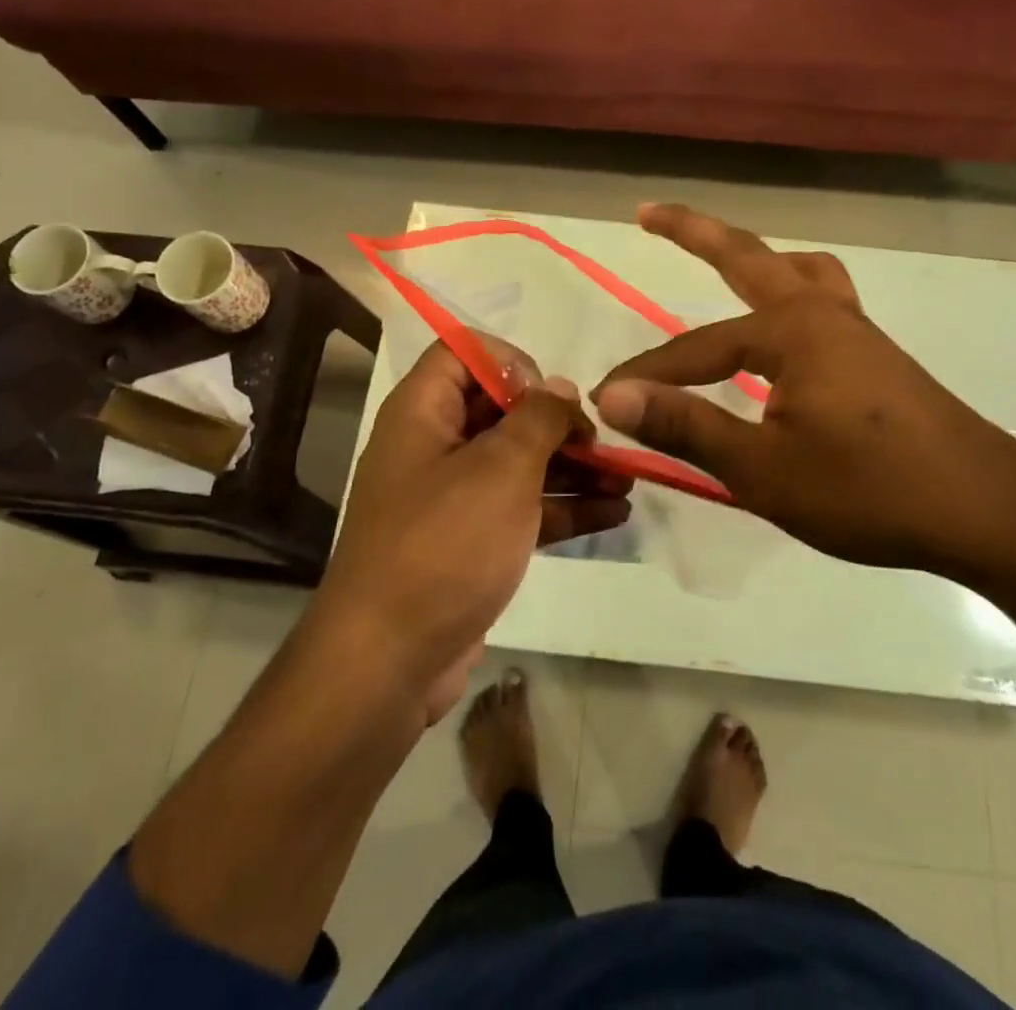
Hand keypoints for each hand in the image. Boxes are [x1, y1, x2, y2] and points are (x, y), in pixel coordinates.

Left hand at [317, 341, 630, 716]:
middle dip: (557, 423)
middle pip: (500, 411)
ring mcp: (450, 499)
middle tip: (603, 443)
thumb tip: (559, 389)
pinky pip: (520, 510)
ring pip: (517, 464)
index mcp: (422, 413)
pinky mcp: (468, 544)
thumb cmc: (444, 544)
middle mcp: (432, 447)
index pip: (463, 353)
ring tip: (626, 479)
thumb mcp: (500, 469)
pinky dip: (561, 508)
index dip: (511, 364)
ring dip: (571, 467)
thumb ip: (538, 419)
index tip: (550, 398)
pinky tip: (614, 513)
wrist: (388, 662)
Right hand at [593, 204, 1015, 588]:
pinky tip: (784, 331)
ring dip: (755, 258)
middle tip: (649, 212)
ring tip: (725, 259)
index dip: (649, 375)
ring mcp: (857, 330)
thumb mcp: (764, 469)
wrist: (988, 513)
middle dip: (694, 232)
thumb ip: (686, 427)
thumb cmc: (870, 492)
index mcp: (792, 331)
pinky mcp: (876, 356)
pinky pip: (822, 300)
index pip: (697, 348)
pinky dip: (790, 293)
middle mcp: (823, 313)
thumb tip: (613, 394)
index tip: (605, 399)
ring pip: (796, 272)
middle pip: (748, 257)